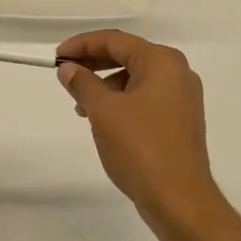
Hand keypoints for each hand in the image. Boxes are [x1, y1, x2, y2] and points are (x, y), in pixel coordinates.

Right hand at [56, 30, 216, 221]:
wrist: (179, 199)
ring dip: (105, 85)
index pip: (115, 40)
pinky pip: (145, 98)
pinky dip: (121, 101)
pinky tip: (104, 120)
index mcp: (162, 62)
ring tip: (81, 106)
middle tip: (65, 74)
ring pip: (135, 78)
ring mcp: (182, 97)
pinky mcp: (180, 120)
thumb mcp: (103, 111)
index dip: (82, 45)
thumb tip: (68, 69)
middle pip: (127, 56)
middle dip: (93, 63)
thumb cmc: (140, 147)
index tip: (57, 57)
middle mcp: (177, 72)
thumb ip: (83, 84)